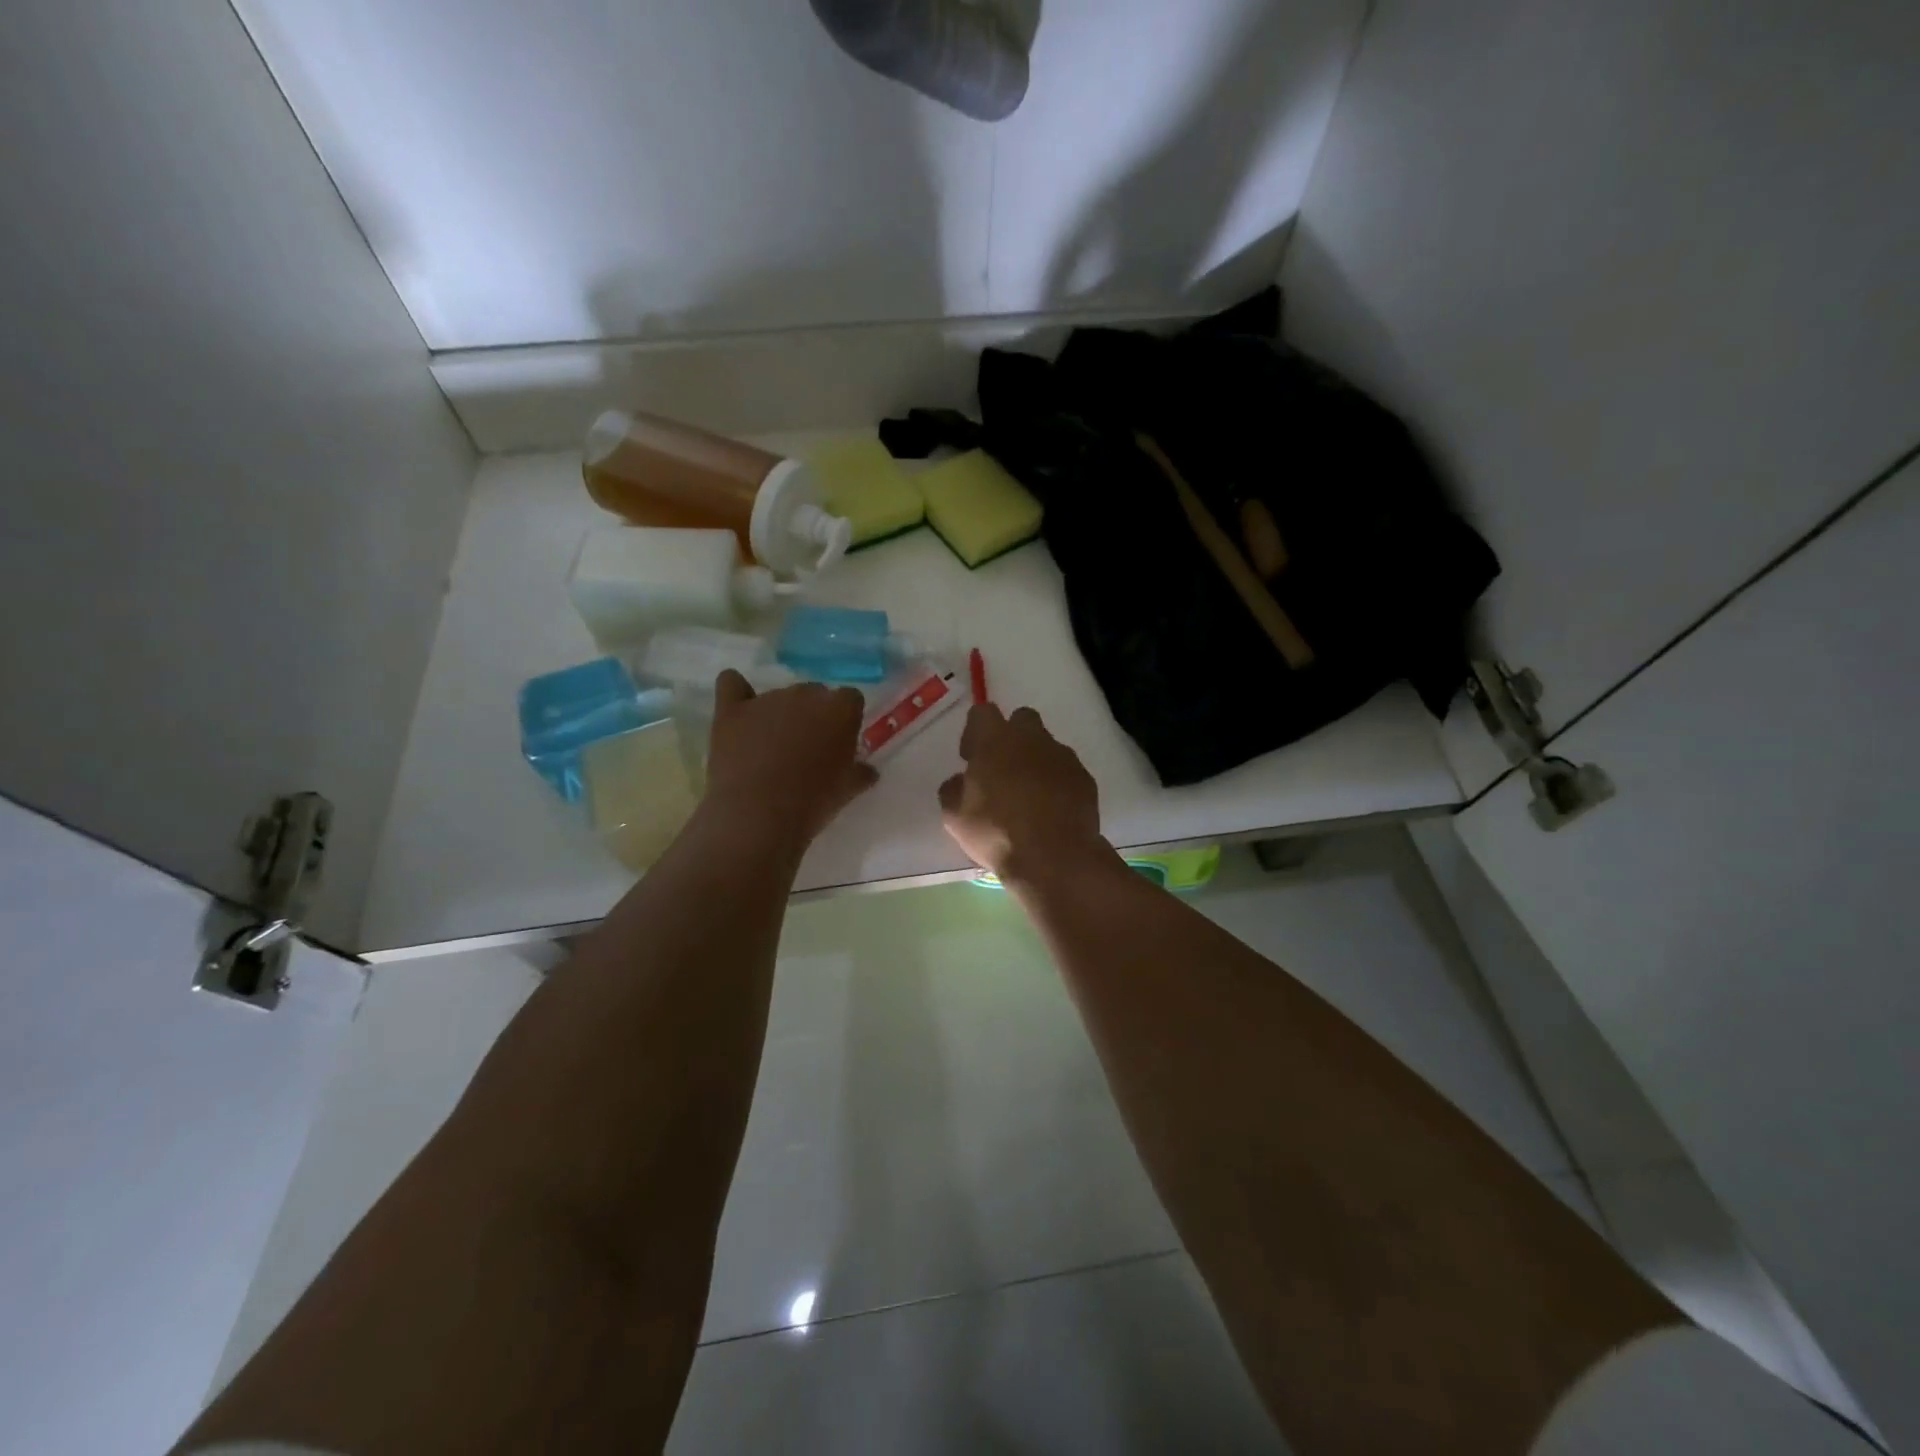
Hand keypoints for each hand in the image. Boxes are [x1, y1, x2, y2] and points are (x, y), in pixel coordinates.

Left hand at [705, 671, 877, 850]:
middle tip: (806, 749)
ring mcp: (766, 699)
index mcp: (840, 709)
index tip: (839, 742)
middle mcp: (805, 694)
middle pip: (814, 694)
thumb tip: (868, 771)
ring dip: (779, 714)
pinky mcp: (732, 709)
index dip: (845, 719)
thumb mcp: (848, 791)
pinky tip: (739, 711)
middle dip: (812, 715)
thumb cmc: (814, 802)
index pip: (850, 698)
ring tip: (770, 750)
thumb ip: (861, 773)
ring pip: (778, 695)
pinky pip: (731, 683)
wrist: (760, 815)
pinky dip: (736, 691)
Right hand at [939, 704, 1106, 882]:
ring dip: (1035, 762)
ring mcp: (1063, 756)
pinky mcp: (1085, 778)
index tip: (971, 758)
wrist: (1054, 857)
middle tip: (1002, 771)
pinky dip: (1057, 783)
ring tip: (1029, 797)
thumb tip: (961, 781)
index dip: (975, 732)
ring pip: (1047, 746)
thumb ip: (954, 790)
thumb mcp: (955, 816)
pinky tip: (1051, 810)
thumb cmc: (996, 832)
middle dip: (1011, 738)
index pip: (982, 712)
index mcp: (995, 740)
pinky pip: (1066, 771)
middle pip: (1022, 720)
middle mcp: (1032, 738)